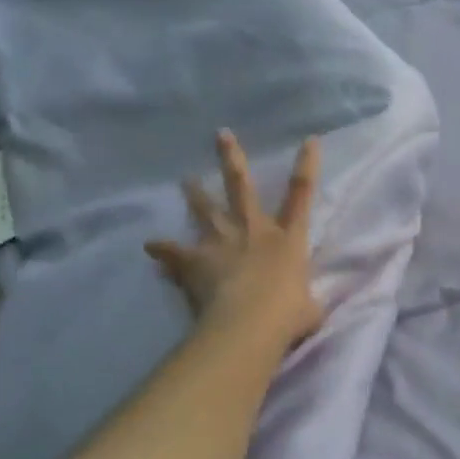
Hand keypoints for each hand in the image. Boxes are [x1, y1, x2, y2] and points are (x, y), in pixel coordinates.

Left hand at [144, 131, 324, 350]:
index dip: (307, 165)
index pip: (302, 194)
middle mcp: (254, 230)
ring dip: (195, 194)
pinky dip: (162, 250)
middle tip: (220, 135)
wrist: (248, 324)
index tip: (309, 140)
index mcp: (287, 238)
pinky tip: (150, 246)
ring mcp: (222, 242)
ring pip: (206, 210)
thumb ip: (306, 301)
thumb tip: (306, 306)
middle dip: (232, 159)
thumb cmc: (287, 315)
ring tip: (185, 179)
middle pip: (241, 186)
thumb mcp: (309, 309)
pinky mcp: (196, 260)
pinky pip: (174, 253)